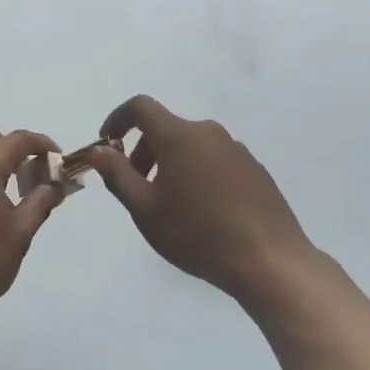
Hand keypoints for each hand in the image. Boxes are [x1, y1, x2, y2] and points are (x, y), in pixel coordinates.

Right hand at [84, 95, 317, 312]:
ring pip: (191, 145)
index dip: (118, 119)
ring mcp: (236, 150)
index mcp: (179, 136)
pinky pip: (214, 160)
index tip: (108, 144)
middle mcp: (208, 133)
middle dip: (143, 151)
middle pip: (166, 128)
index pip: (140, 107)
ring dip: (170, 164)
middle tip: (137, 187)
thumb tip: (98, 150)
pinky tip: (203, 212)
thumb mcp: (145, 209)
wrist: (270, 262)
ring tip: (170, 205)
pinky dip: (197, 173)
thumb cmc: (198, 234)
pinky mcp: (254, 170)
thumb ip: (117, 175)